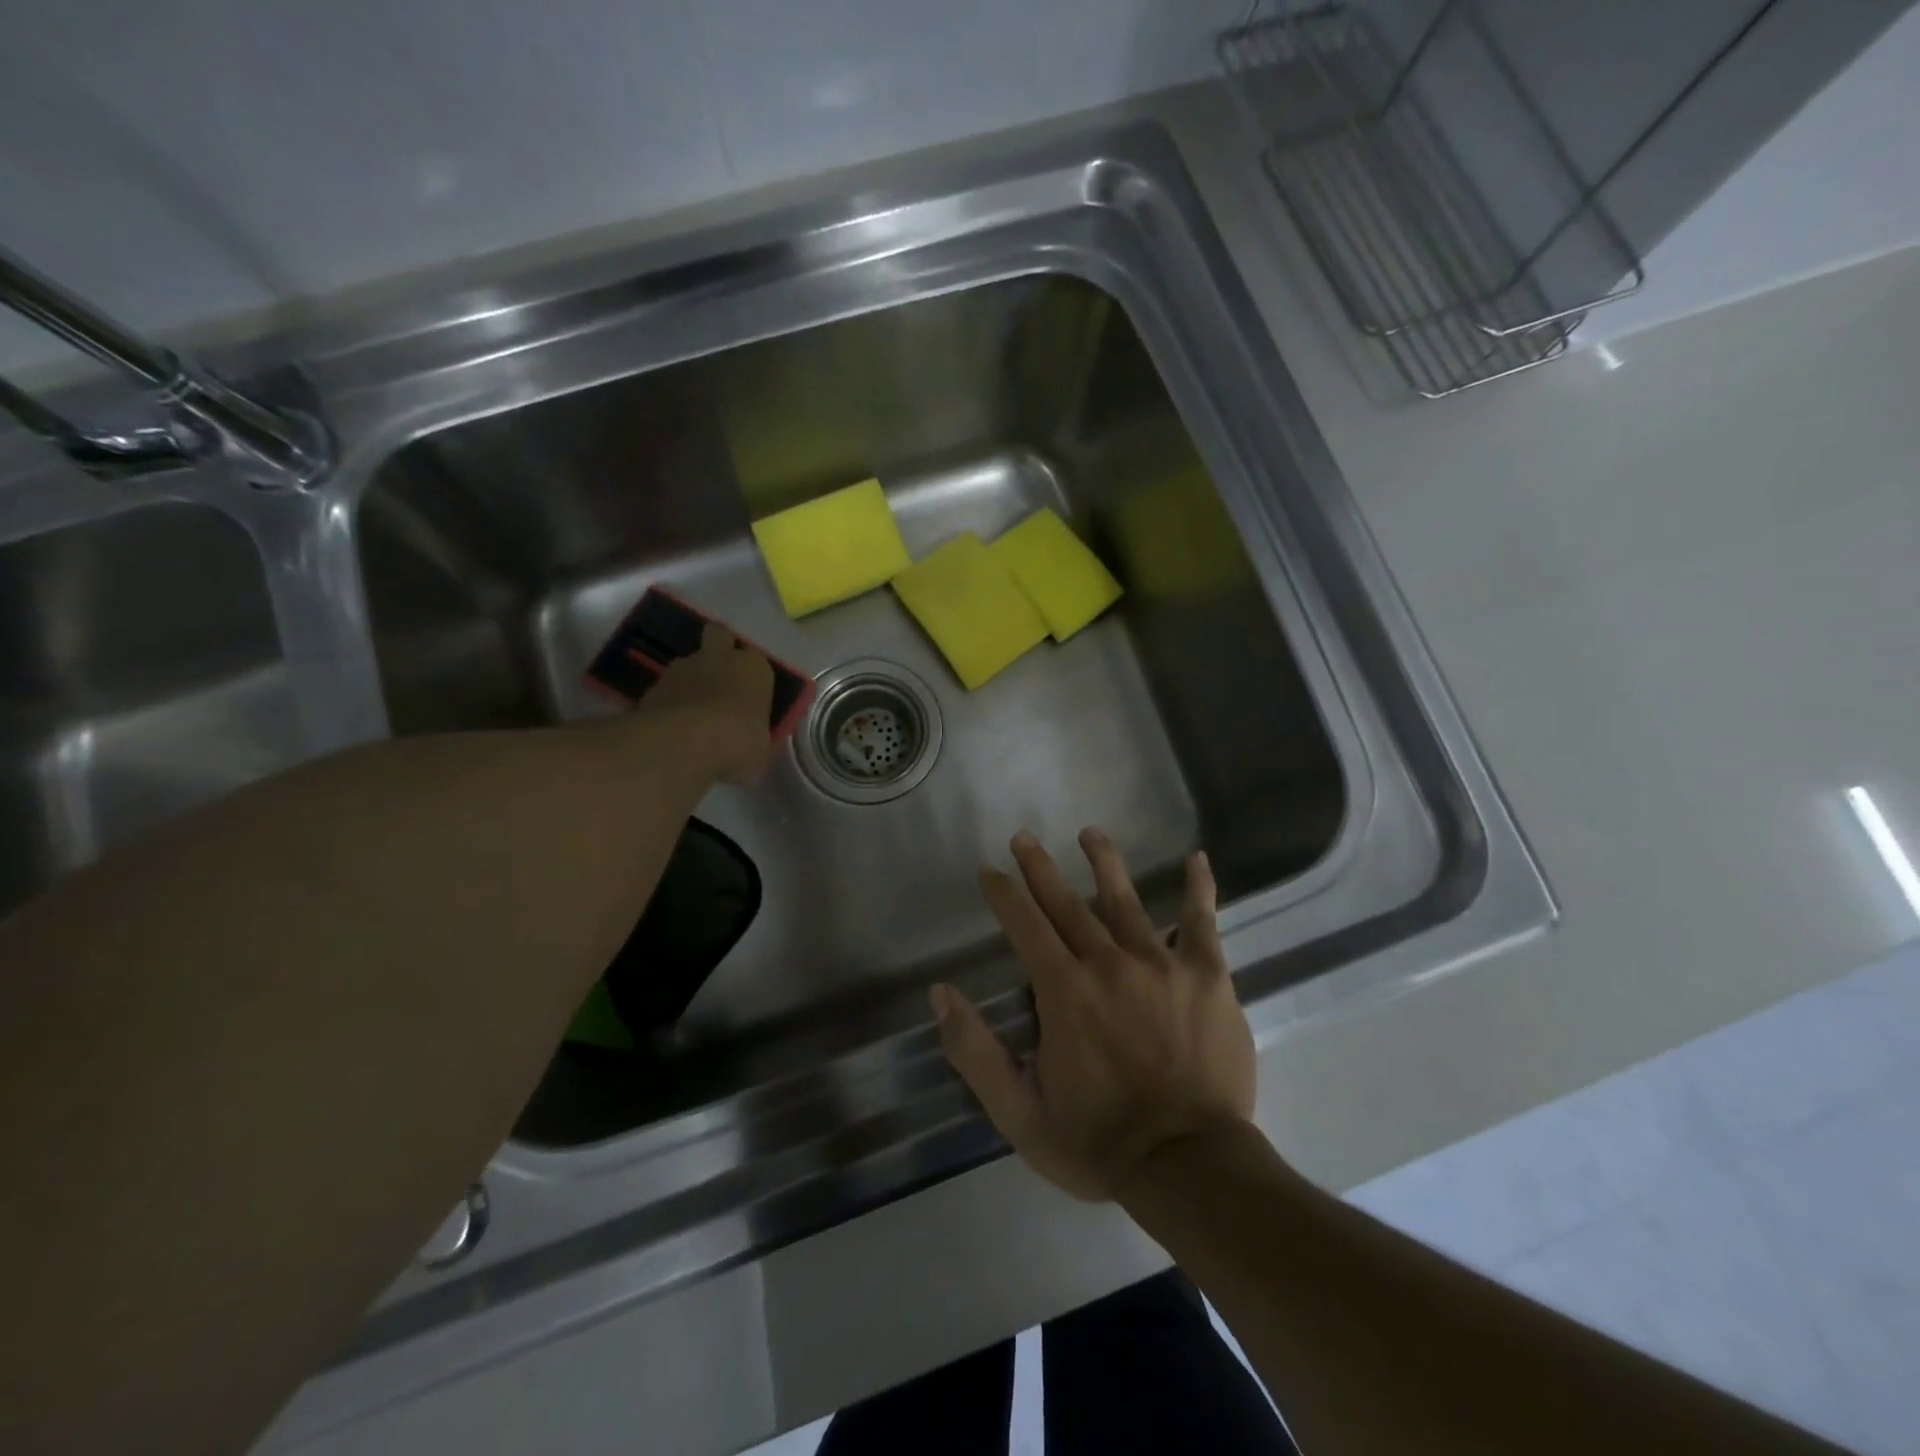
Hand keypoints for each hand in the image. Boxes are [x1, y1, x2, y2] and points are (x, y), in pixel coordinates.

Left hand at [636, 623, 773, 783]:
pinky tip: (671, 726)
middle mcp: (720, 657)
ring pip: (688, 664)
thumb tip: (750, 745)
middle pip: (719, 636)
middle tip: (720, 679)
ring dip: (690, 680)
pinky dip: (670, 701)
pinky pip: (667, 688)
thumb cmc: (739, 740)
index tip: (750, 695)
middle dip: (719, 649)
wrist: (686, 742)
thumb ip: (755, 737)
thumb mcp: (760, 747)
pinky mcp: (653, 684)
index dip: (752, 675)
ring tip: (691, 712)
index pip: (757, 660)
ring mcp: (682, 667)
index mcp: (754, 667)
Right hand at [932, 827, 1254, 1201]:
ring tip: (1089, 833)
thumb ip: (975, 1050)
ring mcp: (1162, 964)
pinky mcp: (1207, 976)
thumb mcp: (1018, 1111)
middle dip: (1040, 867)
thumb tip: (940, 993)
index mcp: (1063, 990)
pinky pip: (1202, 922)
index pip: (1025, 925)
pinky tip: (1197, 858)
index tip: (990, 870)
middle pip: (1067, 903)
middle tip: (1023, 837)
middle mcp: (1108, 963)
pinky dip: (1199, 888)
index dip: (1004, 894)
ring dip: (1104, 862)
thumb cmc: (1098, 1141)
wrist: (1190, 1167)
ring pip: (1126, 900)